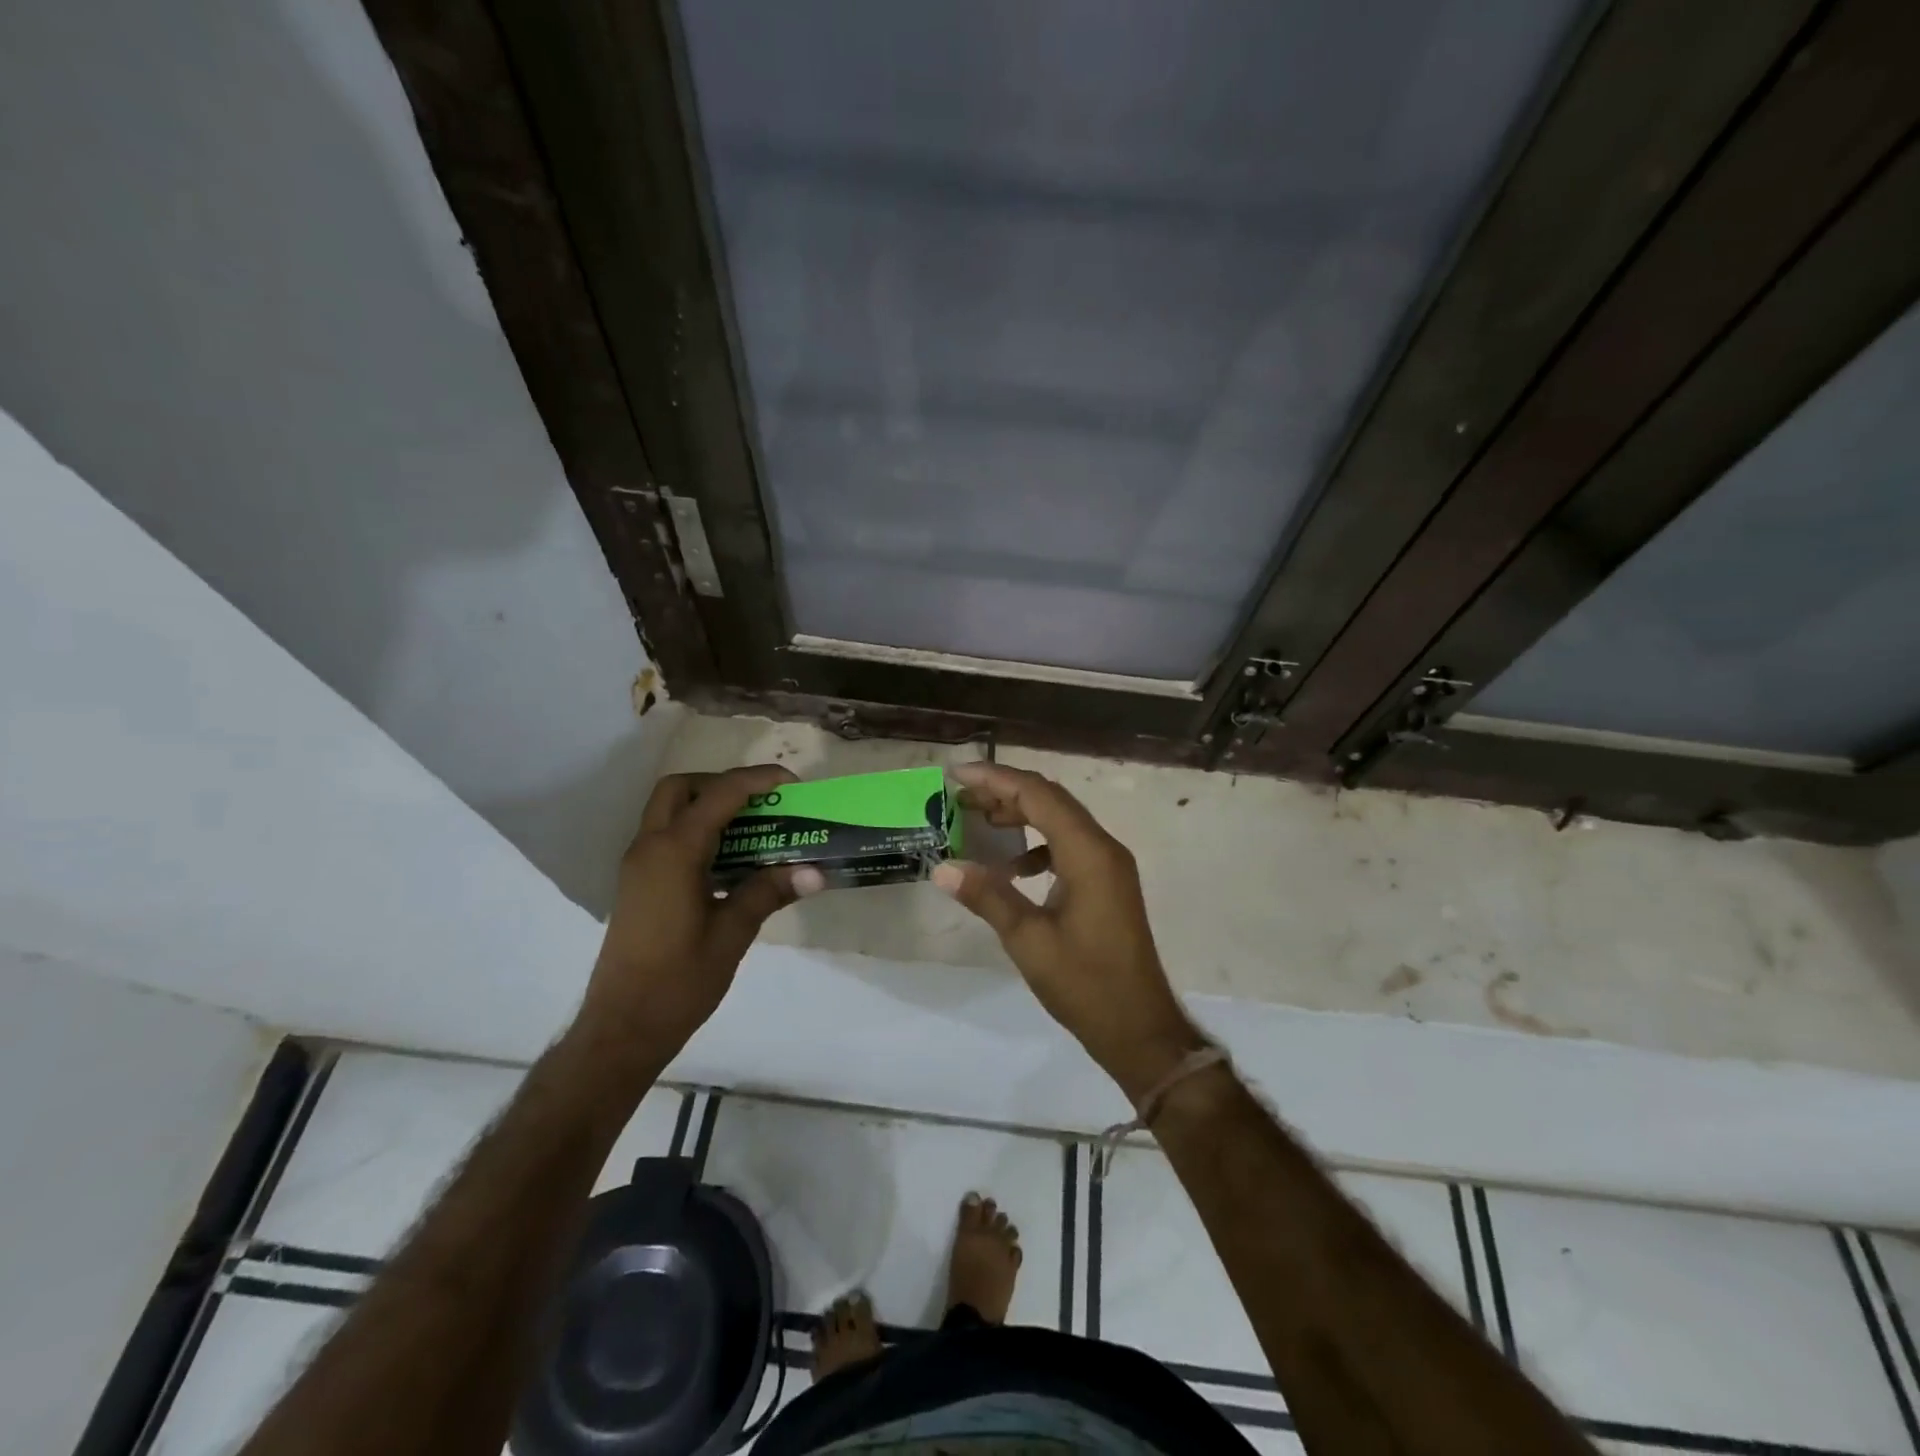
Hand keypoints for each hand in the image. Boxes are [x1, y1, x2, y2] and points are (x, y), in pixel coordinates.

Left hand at [577, 765, 824, 1058]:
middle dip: (722, 784)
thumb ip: (769, 892)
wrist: (622, 1028)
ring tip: (753, 828)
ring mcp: (638, 866)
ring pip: (669, 811)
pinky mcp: (637, 884)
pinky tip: (729, 861)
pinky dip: (697, 831)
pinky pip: (666, 837)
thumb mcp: (732, 933)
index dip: (757, 780)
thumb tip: (816, 871)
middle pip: (681, 788)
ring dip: (708, 806)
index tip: (792, 783)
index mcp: (674, 852)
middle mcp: (650, 847)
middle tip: (761, 803)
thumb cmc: (679, 981)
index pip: (719, 795)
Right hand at [932, 762, 1202, 1101]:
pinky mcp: (1107, 884)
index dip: (996, 779)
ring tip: (978, 821)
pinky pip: (1068, 847)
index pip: (1038, 795)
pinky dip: (1037, 846)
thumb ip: (987, 896)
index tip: (956, 774)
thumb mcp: (1028, 940)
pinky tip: (1012, 868)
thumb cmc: (1085, 984)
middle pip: (1051, 801)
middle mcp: (1103, 848)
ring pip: (1060, 821)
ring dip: (1021, 816)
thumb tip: (942, 867)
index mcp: (1088, 853)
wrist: (1140, 1029)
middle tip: (960, 796)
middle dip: (1005, 792)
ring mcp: (1109, 866)